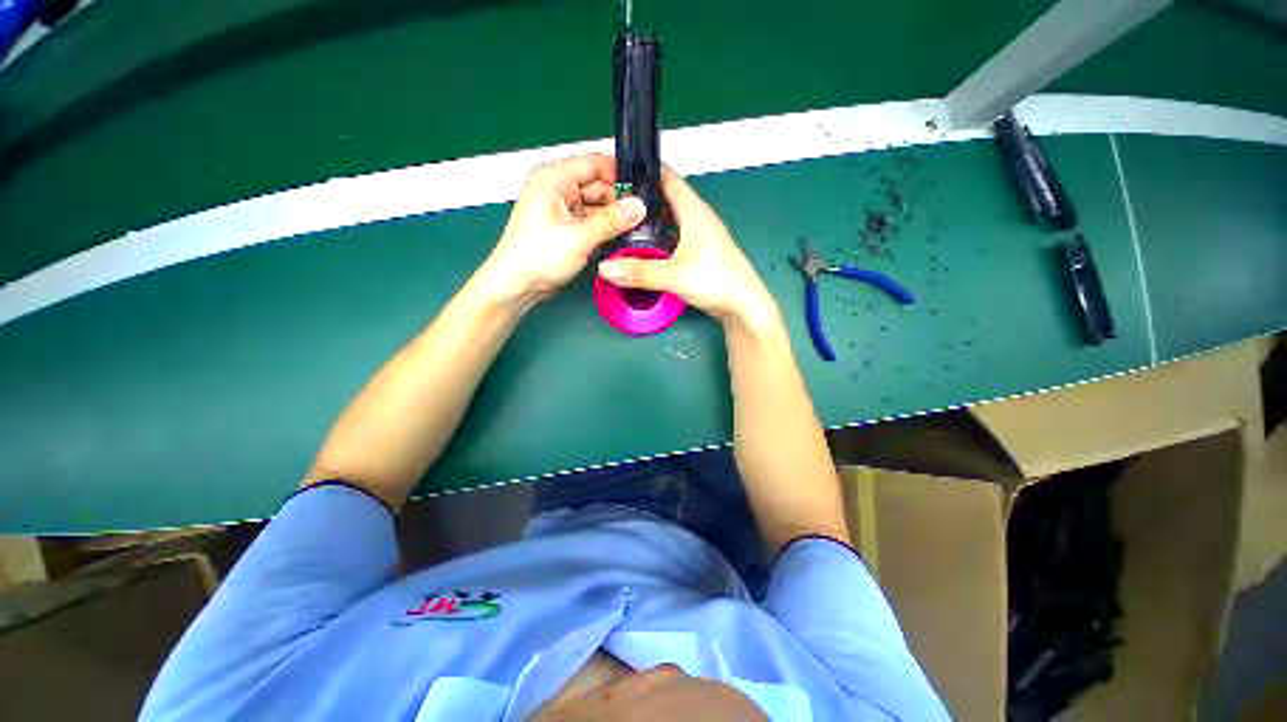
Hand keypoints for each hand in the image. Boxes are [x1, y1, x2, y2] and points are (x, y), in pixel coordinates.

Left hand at [481, 153, 644, 303]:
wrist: (517, 285)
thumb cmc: (537, 255)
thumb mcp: (579, 236)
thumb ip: (612, 220)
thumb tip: (638, 207)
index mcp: (554, 179)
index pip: (594, 164)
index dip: (620, 175)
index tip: (642, 190)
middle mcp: (557, 190)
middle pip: (597, 186)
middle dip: (619, 200)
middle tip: (644, 215)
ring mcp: (561, 210)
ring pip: (596, 206)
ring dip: (613, 217)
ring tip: (637, 228)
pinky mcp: (565, 229)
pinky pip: (591, 222)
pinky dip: (604, 229)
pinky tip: (621, 237)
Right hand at [596, 167, 778, 328]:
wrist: (744, 305)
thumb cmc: (715, 280)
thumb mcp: (673, 276)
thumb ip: (638, 272)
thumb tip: (605, 269)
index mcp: (694, 211)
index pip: (668, 177)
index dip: (644, 171)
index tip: (618, 173)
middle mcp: (699, 217)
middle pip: (668, 197)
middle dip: (643, 198)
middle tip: (615, 205)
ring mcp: (703, 234)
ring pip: (672, 218)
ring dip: (652, 219)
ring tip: (626, 225)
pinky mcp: (703, 250)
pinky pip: (677, 235)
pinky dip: (661, 236)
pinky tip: (648, 248)